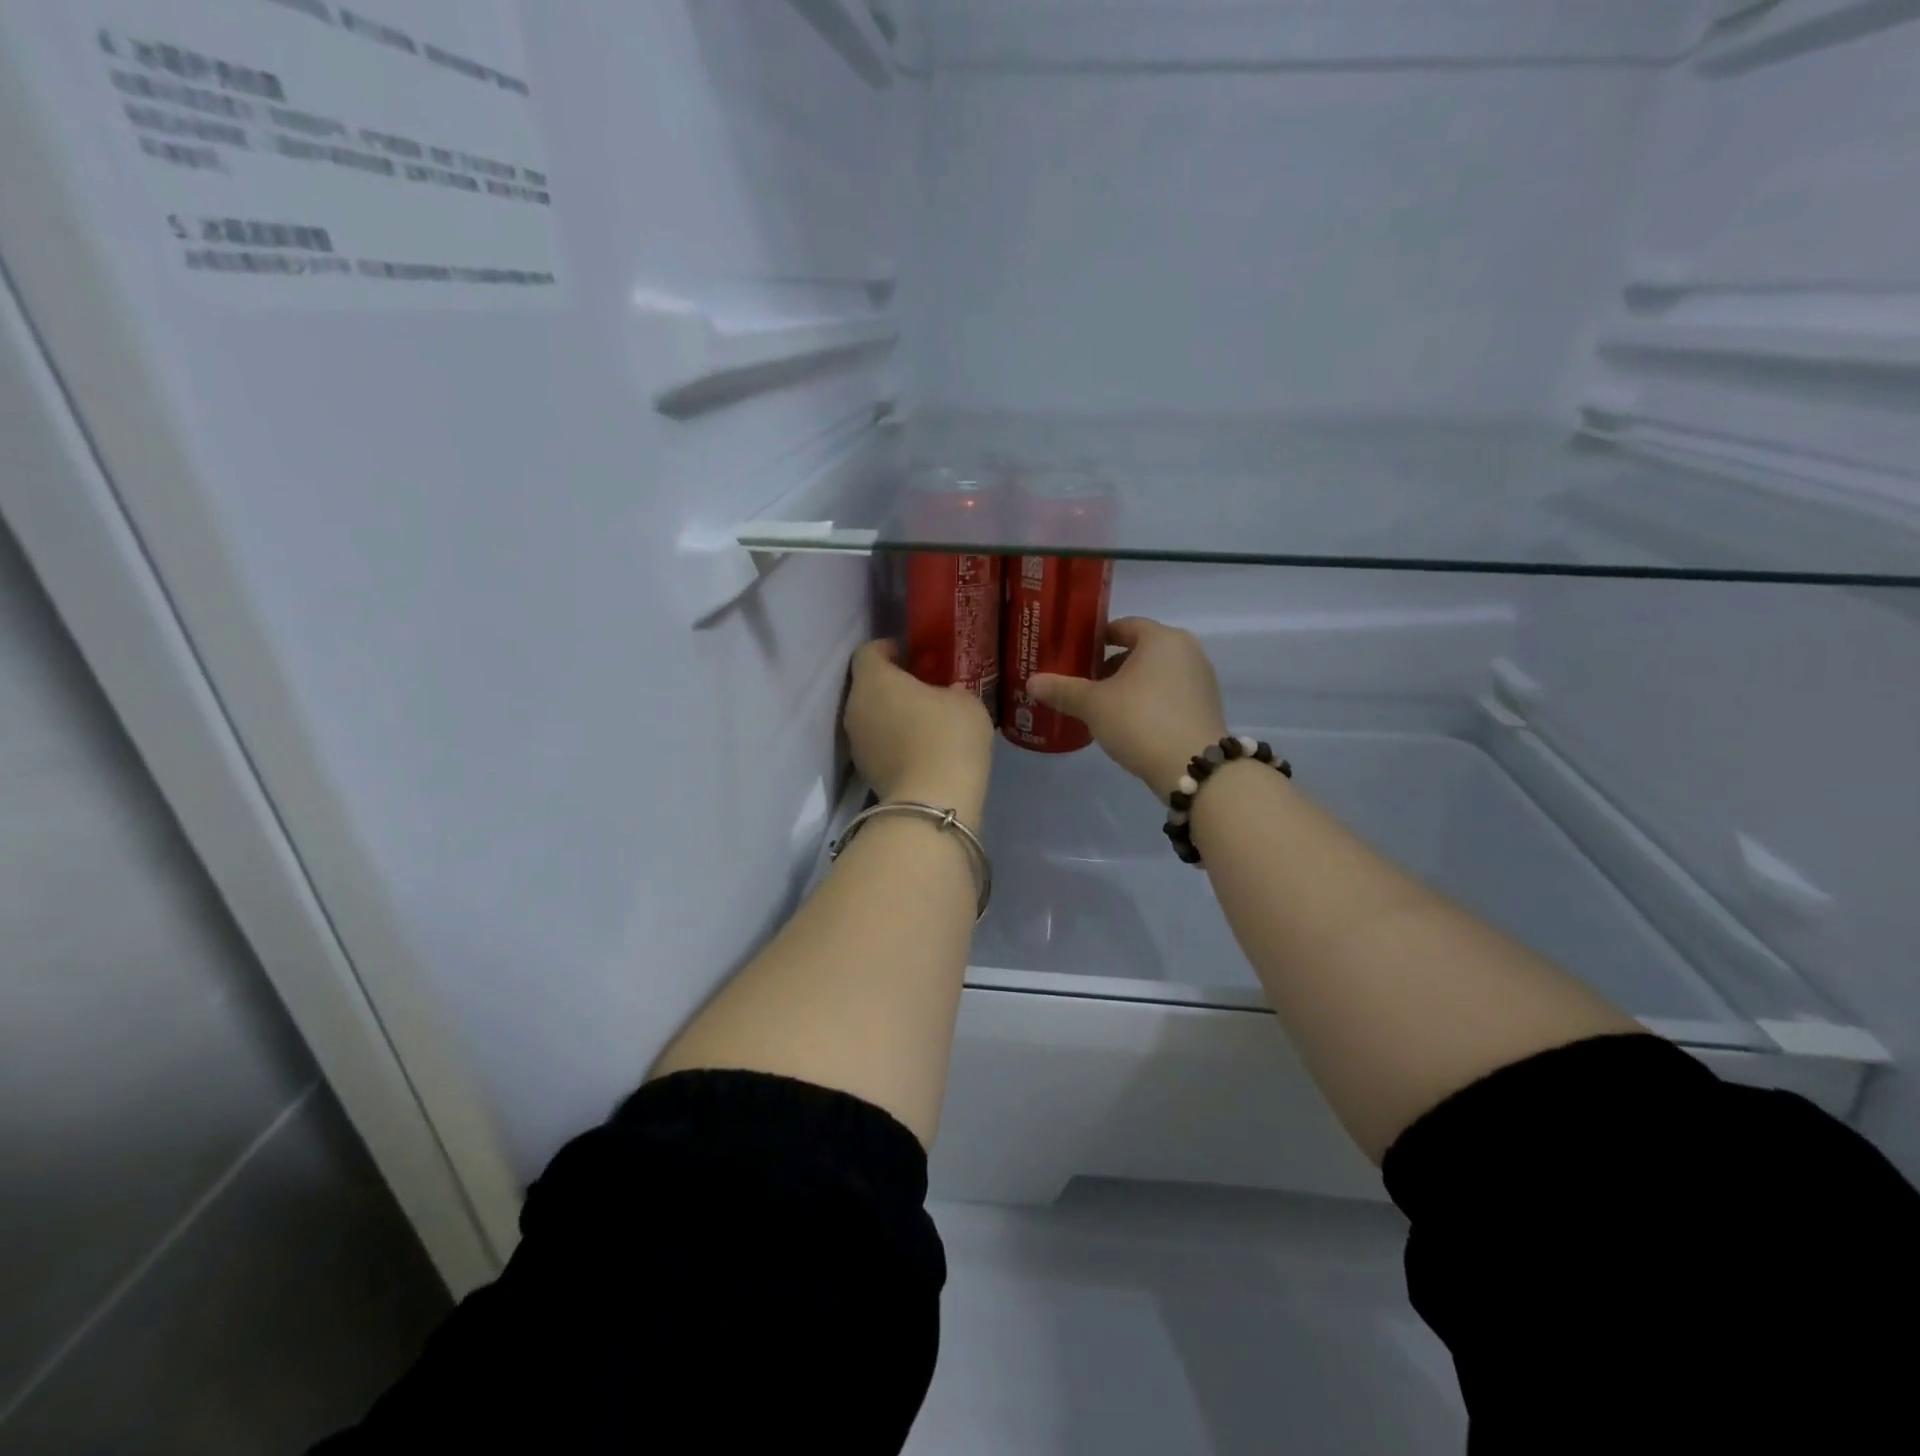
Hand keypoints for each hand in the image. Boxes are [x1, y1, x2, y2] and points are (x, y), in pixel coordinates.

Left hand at [844, 640, 994, 823]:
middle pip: (868, 684)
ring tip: (926, 720)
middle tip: (926, 687)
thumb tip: (945, 693)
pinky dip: (894, 740)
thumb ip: (950, 688)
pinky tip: (922, 748)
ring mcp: (855, 742)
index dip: (891, 648)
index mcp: (874, 680)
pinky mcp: (865, 771)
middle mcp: (854, 707)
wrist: (932, 804)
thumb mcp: (966, 701)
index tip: (917, 656)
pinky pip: (878, 742)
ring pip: (871, 715)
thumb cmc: (948, 738)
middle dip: (893, 683)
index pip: (869, 651)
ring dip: (892, 713)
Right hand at [1028, 617, 1228, 798]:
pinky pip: (1169, 694)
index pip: (1123, 626)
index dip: (1096, 639)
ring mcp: (1201, 680)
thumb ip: (1063, 690)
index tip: (1075, 656)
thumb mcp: (1094, 705)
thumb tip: (1031, 682)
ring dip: (1129, 686)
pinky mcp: (1206, 707)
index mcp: (1162, 638)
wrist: (1192, 767)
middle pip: (1140, 650)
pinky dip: (1148, 702)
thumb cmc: (1140, 721)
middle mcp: (1187, 651)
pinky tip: (1128, 724)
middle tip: (1083, 684)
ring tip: (1102, 707)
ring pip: (1155, 674)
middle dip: (1110, 665)